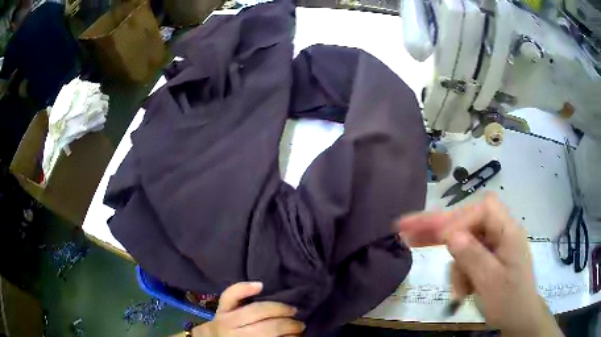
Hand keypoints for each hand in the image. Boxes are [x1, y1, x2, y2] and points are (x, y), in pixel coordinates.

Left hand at [192, 282, 304, 336]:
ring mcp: (225, 318)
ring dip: (277, 308)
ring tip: (291, 309)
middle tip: (300, 323)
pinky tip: (260, 285)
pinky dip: (244, 288)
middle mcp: (234, 332)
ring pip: (255, 310)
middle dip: (288, 324)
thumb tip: (293, 335)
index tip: (301, 334)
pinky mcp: (220, 307)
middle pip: (267, 326)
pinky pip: (230, 295)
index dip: (290, 336)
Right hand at [396, 194, 562, 336]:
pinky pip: (466, 256)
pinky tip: (463, 290)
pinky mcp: (486, 257)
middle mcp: (500, 232)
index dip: (461, 219)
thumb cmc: (509, 301)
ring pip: (463, 241)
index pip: (483, 210)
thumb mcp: (491, 283)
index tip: (441, 238)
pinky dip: (459, 272)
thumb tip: (450, 236)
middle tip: (405, 227)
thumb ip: (472, 257)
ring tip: (460, 290)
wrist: (518, 319)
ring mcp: (492, 245)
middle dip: (438, 226)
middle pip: (467, 219)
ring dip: (455, 264)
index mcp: (508, 232)